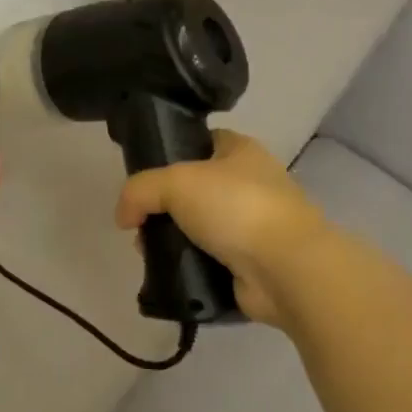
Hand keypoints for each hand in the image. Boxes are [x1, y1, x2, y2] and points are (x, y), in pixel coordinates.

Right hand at [114, 130, 326, 325]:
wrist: (287, 269)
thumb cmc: (236, 206)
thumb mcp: (175, 182)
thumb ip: (139, 191)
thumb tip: (124, 217)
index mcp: (240, 150)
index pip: (199, 141)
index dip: (170, 152)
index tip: (143, 174)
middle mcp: (250, 183)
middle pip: (194, 188)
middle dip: (163, 206)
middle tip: (139, 223)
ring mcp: (253, 225)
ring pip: (199, 226)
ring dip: (173, 238)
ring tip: (149, 252)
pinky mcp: (252, 263)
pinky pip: (209, 260)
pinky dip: (189, 265)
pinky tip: (169, 271)